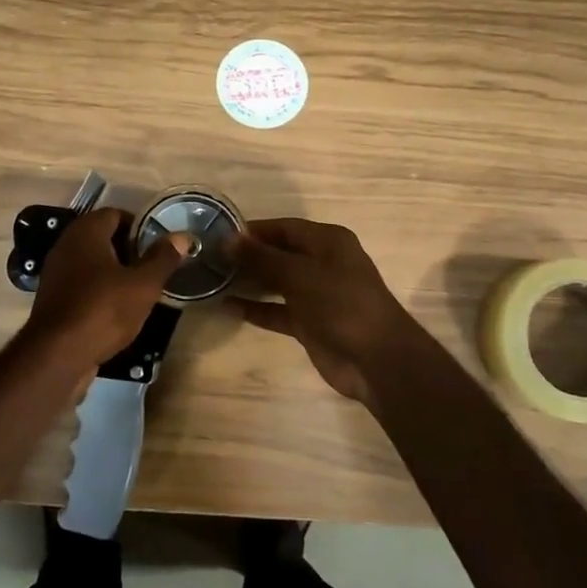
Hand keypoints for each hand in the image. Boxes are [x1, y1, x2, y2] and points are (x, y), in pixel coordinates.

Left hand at [24, 207, 188, 360]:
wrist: (57, 356)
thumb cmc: (104, 310)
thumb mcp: (143, 285)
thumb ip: (163, 258)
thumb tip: (182, 236)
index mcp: (86, 232)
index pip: (115, 214)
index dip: (139, 226)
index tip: (158, 246)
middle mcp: (66, 245)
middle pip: (102, 237)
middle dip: (128, 250)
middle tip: (151, 268)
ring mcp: (56, 273)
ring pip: (92, 262)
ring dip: (114, 271)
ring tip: (138, 289)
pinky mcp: (53, 299)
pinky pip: (81, 284)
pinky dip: (99, 289)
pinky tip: (116, 309)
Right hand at [233, 218, 432, 405]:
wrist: (376, 360)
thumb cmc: (342, 304)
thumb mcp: (300, 275)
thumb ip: (263, 258)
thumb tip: (228, 239)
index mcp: (328, 241)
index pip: (284, 227)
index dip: (253, 230)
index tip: (218, 234)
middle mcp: (322, 263)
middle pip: (279, 253)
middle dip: (248, 255)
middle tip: (210, 258)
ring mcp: (316, 294)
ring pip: (276, 282)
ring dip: (249, 281)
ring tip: (213, 279)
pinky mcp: (309, 323)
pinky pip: (277, 310)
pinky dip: (256, 308)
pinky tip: (228, 306)